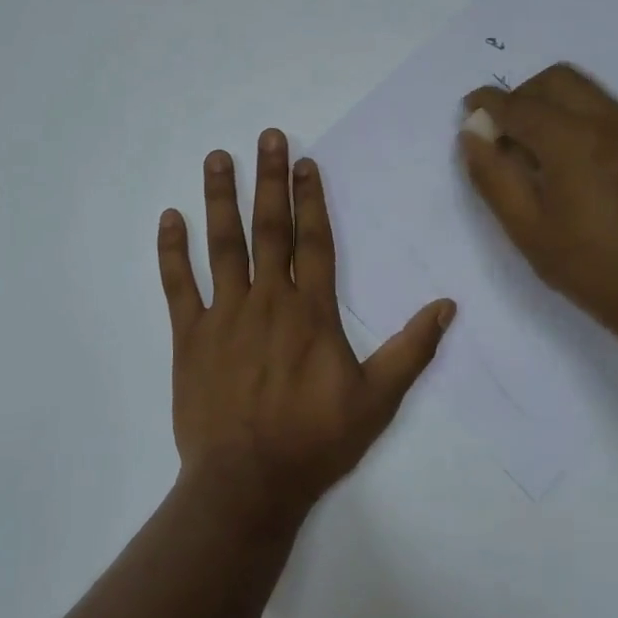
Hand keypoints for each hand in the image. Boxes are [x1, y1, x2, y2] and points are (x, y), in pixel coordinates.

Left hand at [157, 130, 455, 532]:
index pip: (313, 241)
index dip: (310, 199)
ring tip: (218, 157)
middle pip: (269, 229)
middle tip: (265, 136)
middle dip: (269, 179)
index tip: (304, 162)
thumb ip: (412, 350)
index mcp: (311, 312)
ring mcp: (224, 315)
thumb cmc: (315, 440)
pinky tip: (169, 217)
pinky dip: (172, 250)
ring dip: (220, 198)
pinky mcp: (189, 337)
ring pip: (222, 245)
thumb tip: (448, 306)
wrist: (248, 482)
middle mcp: (267, 300)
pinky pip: (177, 285)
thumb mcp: (377, 400)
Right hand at [457, 63, 617, 357]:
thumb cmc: (585, 264)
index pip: (520, 106)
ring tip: (528, 147)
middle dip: (520, 96)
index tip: (467, 110)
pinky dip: (570, 114)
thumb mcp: (524, 226)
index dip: (487, 105)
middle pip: (554, 80)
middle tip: (500, 132)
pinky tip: (559, 156)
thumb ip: (492, 174)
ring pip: (579, 88)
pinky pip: (598, 106)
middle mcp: (607, 120)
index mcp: (574, 141)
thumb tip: (472, 135)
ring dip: (546, 103)